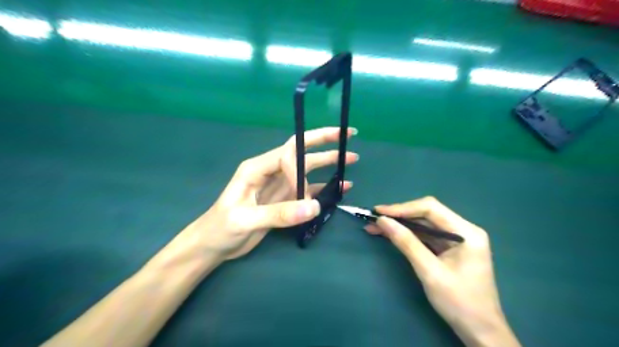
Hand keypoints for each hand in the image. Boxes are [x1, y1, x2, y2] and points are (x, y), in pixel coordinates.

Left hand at [177, 128, 358, 263]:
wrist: (213, 245)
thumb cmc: (221, 228)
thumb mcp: (245, 220)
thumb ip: (279, 213)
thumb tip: (314, 207)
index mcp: (257, 168)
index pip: (286, 154)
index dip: (300, 166)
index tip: (303, 191)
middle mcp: (271, 171)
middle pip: (301, 152)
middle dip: (324, 142)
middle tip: (347, 135)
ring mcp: (279, 185)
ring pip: (308, 170)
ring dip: (329, 163)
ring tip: (350, 159)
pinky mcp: (284, 200)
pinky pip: (307, 190)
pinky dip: (324, 188)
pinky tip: (340, 187)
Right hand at [364, 197, 517, 346]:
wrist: (479, 331)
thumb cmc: (459, 302)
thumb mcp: (429, 272)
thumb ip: (406, 243)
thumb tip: (382, 221)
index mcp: (466, 232)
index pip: (430, 208)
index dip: (402, 208)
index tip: (379, 212)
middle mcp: (463, 230)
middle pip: (426, 214)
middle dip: (399, 216)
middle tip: (374, 219)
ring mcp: (456, 239)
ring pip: (423, 225)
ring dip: (400, 225)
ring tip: (375, 227)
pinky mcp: (449, 249)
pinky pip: (425, 236)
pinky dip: (407, 236)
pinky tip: (390, 235)